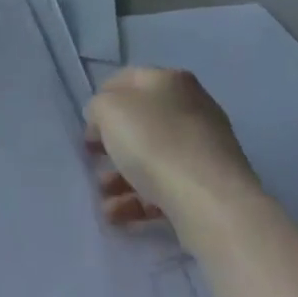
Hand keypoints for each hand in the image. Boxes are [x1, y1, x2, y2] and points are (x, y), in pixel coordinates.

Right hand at [86, 67, 258, 223]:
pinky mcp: (209, 185)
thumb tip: (105, 118)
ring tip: (105, 201)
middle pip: (140, 123)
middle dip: (111, 146)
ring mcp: (203, 148)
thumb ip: (99, 107)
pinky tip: (120, 216)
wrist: (210, 201)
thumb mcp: (109, 110)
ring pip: (151, 158)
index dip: (101, 101)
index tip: (88, 127)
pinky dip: (140, 200)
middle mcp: (191, 108)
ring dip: (120, 179)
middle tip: (94, 161)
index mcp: (170, 80)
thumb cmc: (154, 142)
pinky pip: (166, 187)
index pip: (126, 81)